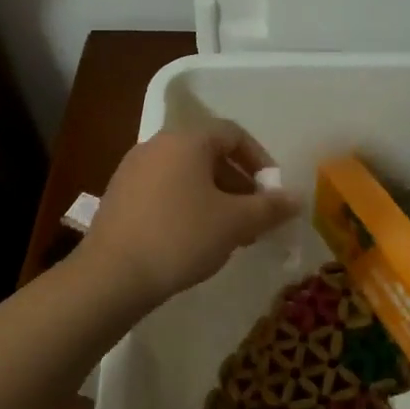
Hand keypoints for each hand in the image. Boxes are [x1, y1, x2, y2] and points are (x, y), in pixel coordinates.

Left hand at [81, 121, 300, 306]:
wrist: (112, 274)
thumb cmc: (181, 237)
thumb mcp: (235, 223)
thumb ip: (269, 207)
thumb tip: (297, 198)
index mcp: (186, 140)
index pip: (233, 134)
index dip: (260, 160)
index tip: (272, 193)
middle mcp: (156, 145)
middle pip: (208, 154)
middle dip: (238, 184)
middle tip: (254, 219)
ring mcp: (133, 169)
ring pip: (186, 175)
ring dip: (214, 198)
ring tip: (229, 235)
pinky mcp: (119, 195)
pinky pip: (164, 190)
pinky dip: (186, 206)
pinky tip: (194, 240)